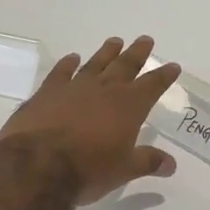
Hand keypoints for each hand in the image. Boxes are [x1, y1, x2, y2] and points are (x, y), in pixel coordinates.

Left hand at [0, 36, 181, 204]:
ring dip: (107, 52)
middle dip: (137, 53)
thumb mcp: (124, 170)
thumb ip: (147, 162)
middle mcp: (105, 90)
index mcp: (129, 107)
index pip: (152, 86)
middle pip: (125, 66)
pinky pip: (61, 72)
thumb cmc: (89, 169)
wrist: (37, 164)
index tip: (172, 66)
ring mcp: (74, 87)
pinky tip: (72, 58)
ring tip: (115, 41)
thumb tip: (171, 164)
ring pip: (96, 64)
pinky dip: (68, 64)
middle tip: (145, 39)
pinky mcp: (47, 92)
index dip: (163, 76)